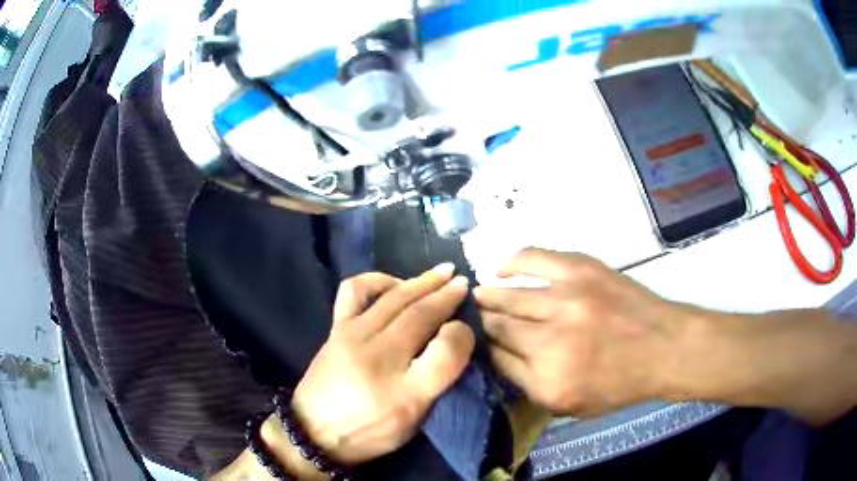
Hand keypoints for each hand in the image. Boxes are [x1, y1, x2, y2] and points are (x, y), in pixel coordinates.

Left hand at [290, 264, 474, 464]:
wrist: (314, 430)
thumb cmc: (369, 431)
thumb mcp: (413, 420)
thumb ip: (438, 382)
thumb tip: (454, 340)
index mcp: (405, 391)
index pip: (445, 352)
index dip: (463, 335)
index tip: (468, 327)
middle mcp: (379, 357)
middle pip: (421, 314)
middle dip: (447, 295)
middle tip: (464, 283)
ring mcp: (353, 337)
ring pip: (395, 297)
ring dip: (422, 281)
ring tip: (442, 272)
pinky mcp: (336, 328)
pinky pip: (354, 290)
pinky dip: (377, 279)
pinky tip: (393, 283)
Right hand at [475, 248, 699, 417]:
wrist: (663, 347)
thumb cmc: (620, 384)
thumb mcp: (571, 405)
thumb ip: (528, 384)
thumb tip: (498, 355)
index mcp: (546, 380)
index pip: (497, 358)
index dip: (483, 348)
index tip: (477, 342)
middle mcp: (550, 340)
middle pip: (499, 326)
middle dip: (482, 323)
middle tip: (474, 319)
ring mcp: (566, 300)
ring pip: (510, 295)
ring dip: (490, 296)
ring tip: (480, 295)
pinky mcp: (581, 270)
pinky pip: (534, 258)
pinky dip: (512, 262)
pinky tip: (501, 268)